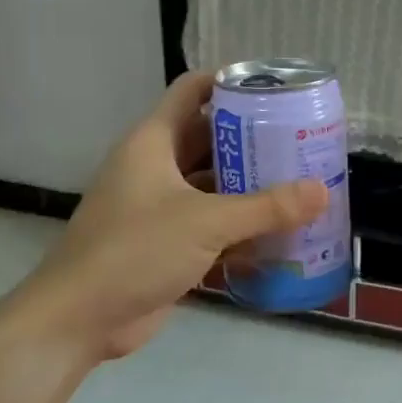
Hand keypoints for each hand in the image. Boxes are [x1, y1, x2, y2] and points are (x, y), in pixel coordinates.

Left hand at [0, 73, 326, 367]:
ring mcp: (161, 207)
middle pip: (211, 138)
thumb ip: (266, 207)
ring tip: (302, 183)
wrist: (78, 320)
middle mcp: (157, 167)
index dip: (231, 82)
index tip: (277, 89)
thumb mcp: (205, 222)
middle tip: (303, 140)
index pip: (193, 91)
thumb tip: (322, 191)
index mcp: (154, 142)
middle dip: (254, 139)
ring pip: (214, 184)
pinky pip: (213, 224)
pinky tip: (280, 232)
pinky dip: (242, 226)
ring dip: (252, 186)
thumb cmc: (134, 251)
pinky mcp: (168, 243)